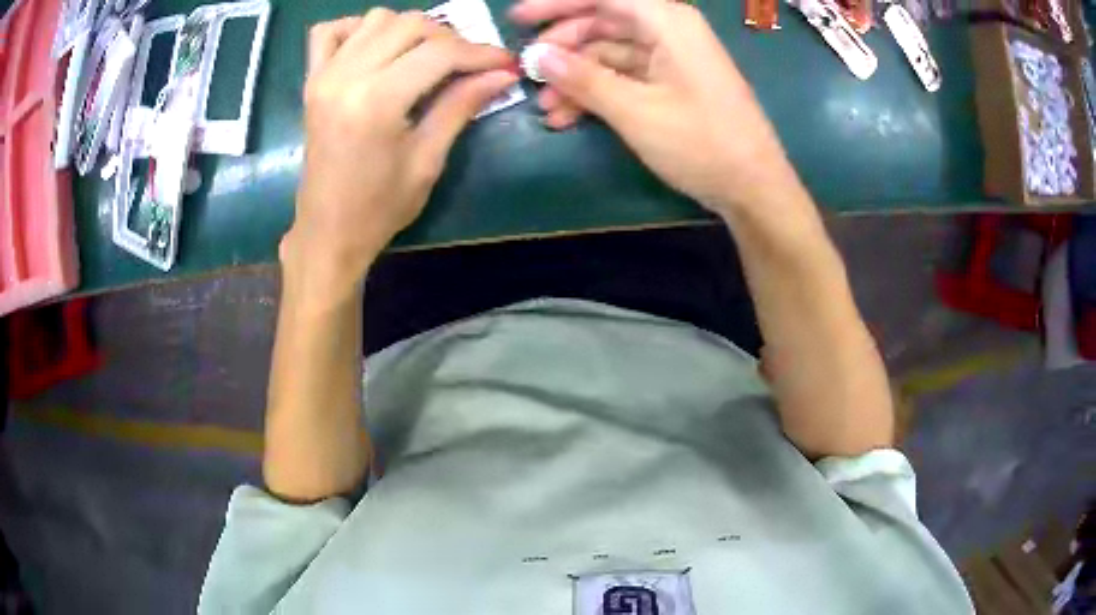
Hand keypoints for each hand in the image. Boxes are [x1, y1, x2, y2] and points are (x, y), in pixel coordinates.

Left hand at [284, 11, 516, 282]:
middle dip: (448, 38)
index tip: (505, 63)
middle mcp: (346, 77)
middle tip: (466, 65)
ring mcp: (324, 75)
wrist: (328, 231)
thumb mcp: (428, 160)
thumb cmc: (380, 207)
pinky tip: (376, 48)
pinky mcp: (312, 81)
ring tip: (425, 57)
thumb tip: (503, 73)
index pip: (439, 52)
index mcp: (377, 102)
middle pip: (410, 24)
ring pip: (377, 18)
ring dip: (409, 30)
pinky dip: (357, 29)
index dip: (481, 53)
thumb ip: (461, 106)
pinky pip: (329, 31)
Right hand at [510, 0, 804, 215]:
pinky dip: (597, 93)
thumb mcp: (635, 110)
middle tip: (527, 71)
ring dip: (575, 78)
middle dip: (563, 48)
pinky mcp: (671, 83)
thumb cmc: (702, 143)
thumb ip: (583, 79)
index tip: (518, 19)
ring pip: (609, 54)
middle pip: (602, 23)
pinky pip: (624, 77)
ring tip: (546, 108)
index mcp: (667, 21)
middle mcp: (668, 30)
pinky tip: (569, 116)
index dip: (556, 4)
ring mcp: (671, 58)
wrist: (753, 188)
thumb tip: (536, 56)